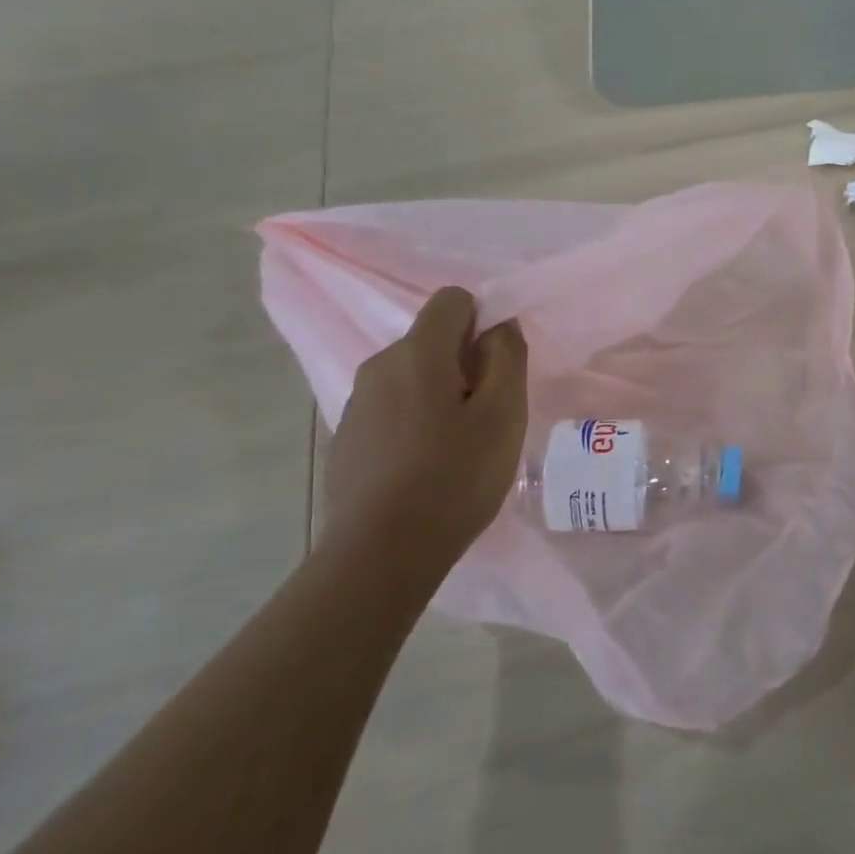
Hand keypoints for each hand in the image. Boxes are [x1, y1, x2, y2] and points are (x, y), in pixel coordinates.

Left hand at [323, 287, 528, 570]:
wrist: (380, 554)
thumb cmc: (455, 477)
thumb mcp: (504, 414)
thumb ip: (507, 357)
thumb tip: (499, 326)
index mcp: (417, 352)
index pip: (452, 299)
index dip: (483, 321)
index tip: (497, 367)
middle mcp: (379, 366)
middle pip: (431, 340)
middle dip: (464, 362)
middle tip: (487, 414)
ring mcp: (356, 404)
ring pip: (411, 377)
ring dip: (440, 394)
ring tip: (459, 445)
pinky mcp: (347, 440)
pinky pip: (392, 410)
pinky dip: (414, 422)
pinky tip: (426, 467)